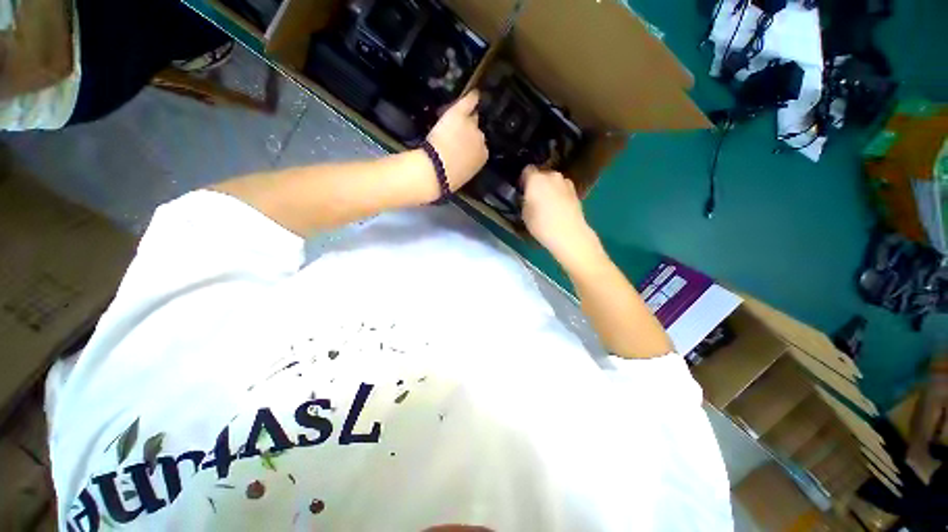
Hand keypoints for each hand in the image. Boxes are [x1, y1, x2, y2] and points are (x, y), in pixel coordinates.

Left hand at [426, 91, 487, 190]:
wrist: (436, 170)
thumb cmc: (448, 179)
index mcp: (483, 156)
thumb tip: (466, 158)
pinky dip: (472, 97)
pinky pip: (469, 102)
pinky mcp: (458, 114)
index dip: (471, 145)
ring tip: (464, 116)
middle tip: (460, 133)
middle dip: (470, 132)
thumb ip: (468, 162)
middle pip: (477, 131)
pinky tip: (475, 93)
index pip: (480, 146)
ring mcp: (470, 125)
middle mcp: (481, 139)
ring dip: (468, 118)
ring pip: (472, 118)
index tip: (464, 145)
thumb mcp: (464, 173)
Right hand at [521, 166, 603, 270]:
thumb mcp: (524, 213)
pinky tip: (557, 208)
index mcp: (536, 179)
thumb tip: (528, 196)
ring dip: (549, 188)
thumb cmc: (541, 224)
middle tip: (534, 198)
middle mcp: (552, 175)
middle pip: (541, 174)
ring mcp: (566, 182)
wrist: (568, 234)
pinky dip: (559, 195)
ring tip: (547, 204)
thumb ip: (525, 200)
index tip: (522, 191)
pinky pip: (562, 189)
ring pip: (553, 182)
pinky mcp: (576, 192)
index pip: (527, 170)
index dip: (523, 180)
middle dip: (537, 183)